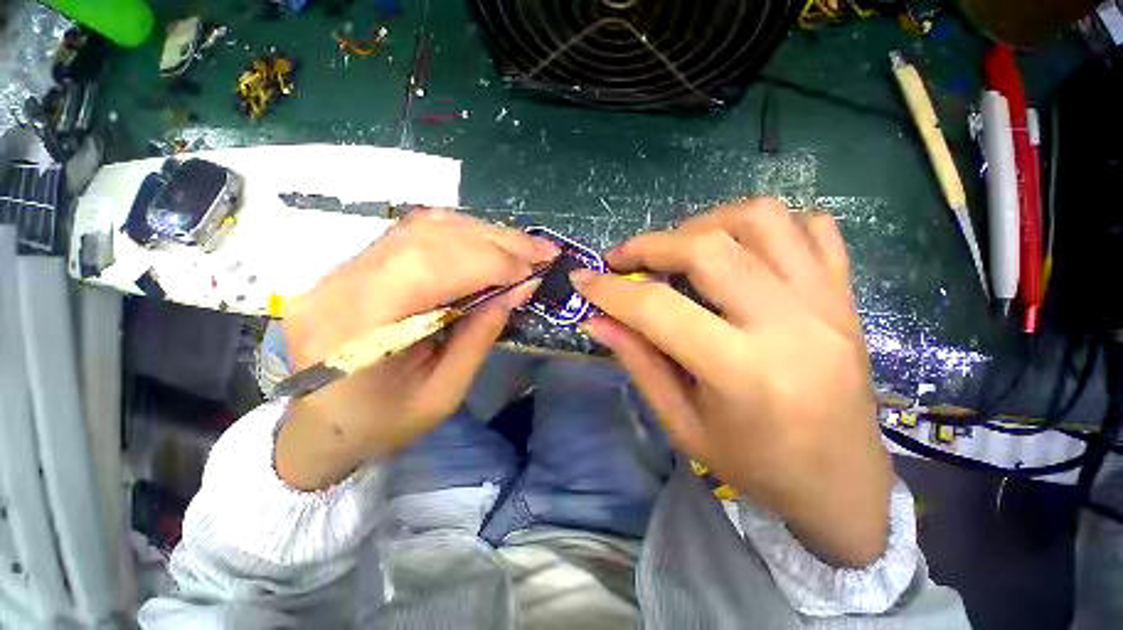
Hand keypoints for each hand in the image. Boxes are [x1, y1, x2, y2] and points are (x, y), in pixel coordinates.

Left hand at [275, 209, 558, 490]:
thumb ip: (481, 334)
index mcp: (361, 326)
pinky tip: (487, 242)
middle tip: (542, 249)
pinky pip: (414, 232)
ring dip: (482, 232)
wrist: (318, 423)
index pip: (435, 268)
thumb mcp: (443, 393)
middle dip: (497, 241)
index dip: (494, 263)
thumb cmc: (382, 423)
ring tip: (521, 246)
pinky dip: (461, 232)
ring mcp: (344, 266)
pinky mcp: (356, 262)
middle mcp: (345, 282)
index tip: (538, 267)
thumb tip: (521, 288)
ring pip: (423, 226)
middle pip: (431, 237)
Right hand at [573, 199, 891, 566]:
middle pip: (708, 248)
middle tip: (624, 259)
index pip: (658, 309)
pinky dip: (765, 224)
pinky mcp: (845, 293)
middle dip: (651, 245)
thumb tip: (596, 320)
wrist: (843, 481)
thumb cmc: (755, 464)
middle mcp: (790, 324)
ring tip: (680, 247)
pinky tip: (740, 248)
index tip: (582, 279)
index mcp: (743, 372)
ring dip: (705, 222)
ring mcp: (827, 301)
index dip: (610, 290)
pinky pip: (811, 225)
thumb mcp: (681, 423)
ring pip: (761, 219)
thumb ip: (637, 362)